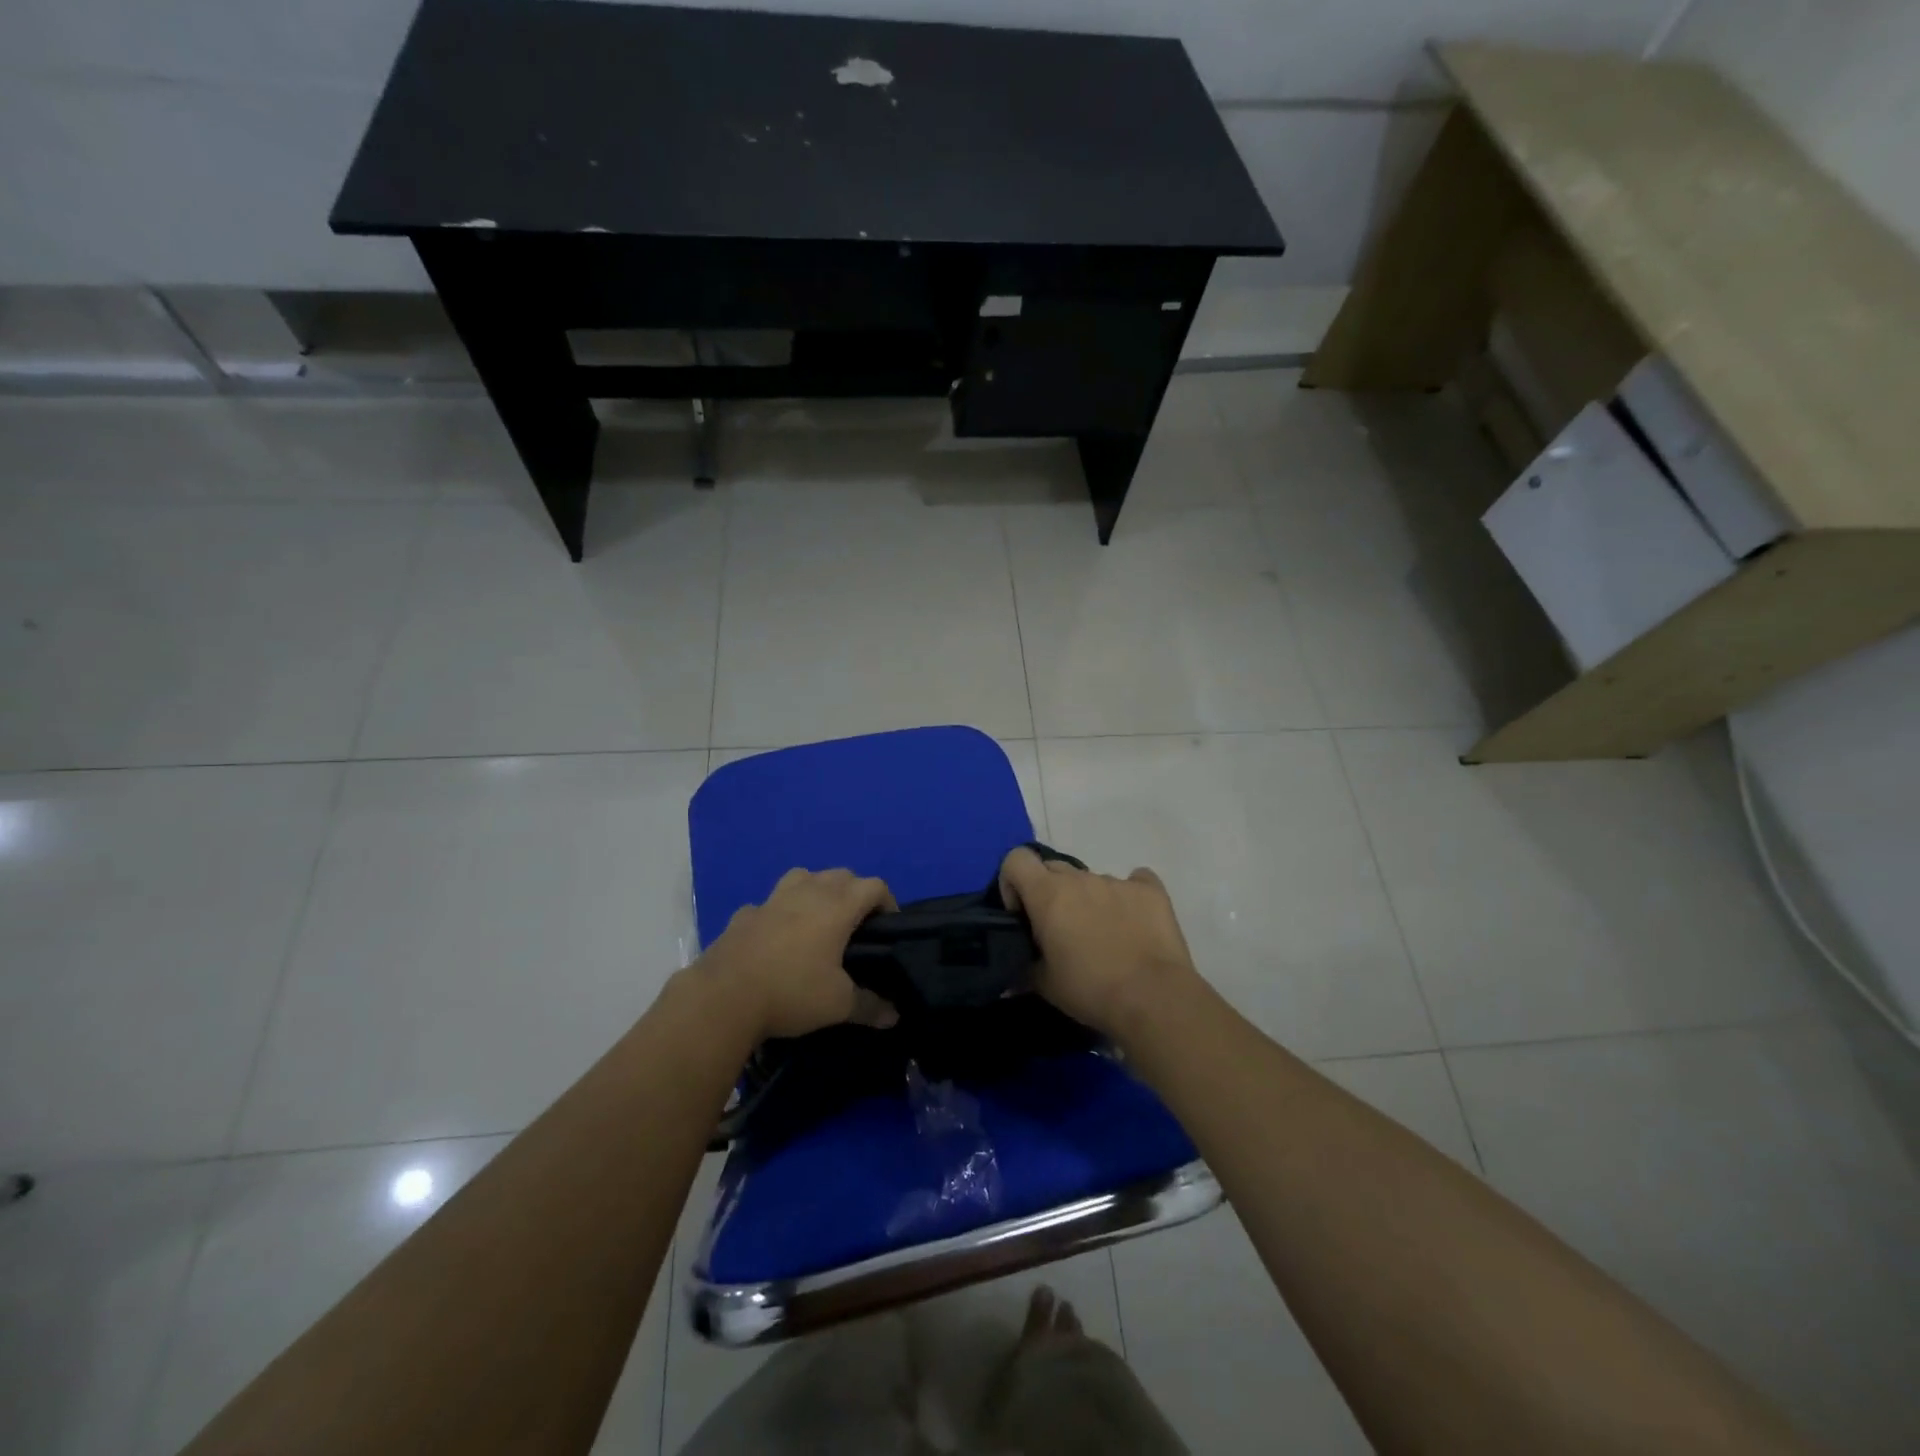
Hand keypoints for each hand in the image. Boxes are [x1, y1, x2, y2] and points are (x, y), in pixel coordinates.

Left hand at [700, 868, 899, 1040]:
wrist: (723, 997)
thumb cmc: (791, 992)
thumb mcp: (838, 1005)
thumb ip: (870, 1006)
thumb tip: (894, 1016)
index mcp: (837, 907)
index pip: (874, 886)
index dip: (888, 902)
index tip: (889, 927)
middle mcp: (808, 892)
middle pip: (841, 874)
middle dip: (855, 892)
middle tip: (858, 925)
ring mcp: (773, 899)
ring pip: (804, 876)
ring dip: (817, 889)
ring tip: (818, 919)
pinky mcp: (745, 913)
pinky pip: (770, 903)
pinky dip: (779, 912)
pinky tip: (776, 936)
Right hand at [998, 846, 1199, 1039]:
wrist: (1153, 998)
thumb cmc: (1090, 989)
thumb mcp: (1045, 986)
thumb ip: (1024, 970)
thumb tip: (1012, 978)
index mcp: (1048, 894)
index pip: (1016, 859)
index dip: (1013, 882)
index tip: (1022, 913)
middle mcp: (1081, 878)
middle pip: (1053, 868)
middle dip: (1050, 892)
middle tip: (1059, 929)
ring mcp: (1118, 881)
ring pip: (1092, 879)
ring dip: (1088, 899)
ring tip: (1103, 936)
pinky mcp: (1151, 891)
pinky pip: (1134, 882)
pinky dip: (1129, 897)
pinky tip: (1134, 922)